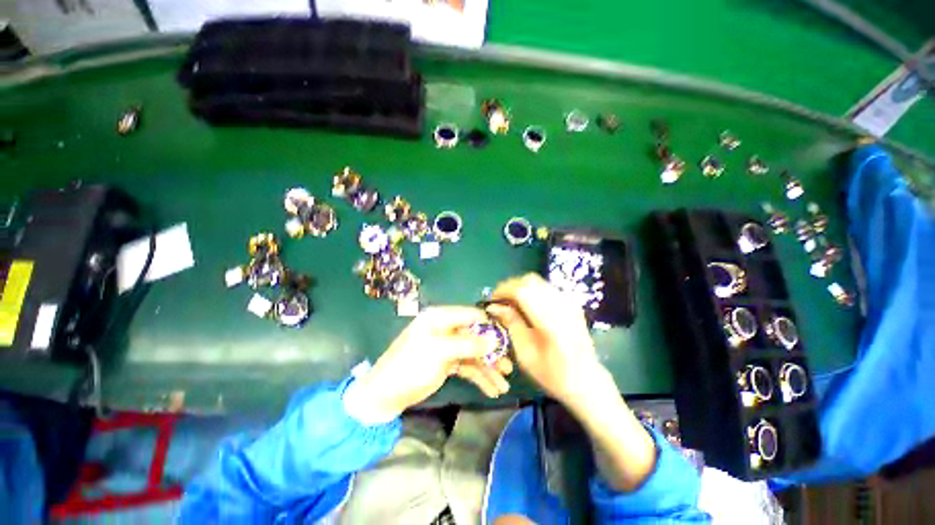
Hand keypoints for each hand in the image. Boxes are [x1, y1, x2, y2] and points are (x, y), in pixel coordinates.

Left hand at [344, 306, 513, 423]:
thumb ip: (468, 344)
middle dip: (492, 353)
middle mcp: (446, 328)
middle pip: (475, 337)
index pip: (471, 315)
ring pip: (474, 354)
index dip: (490, 325)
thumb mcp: (439, 352)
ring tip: (504, 386)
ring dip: (488, 369)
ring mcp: (448, 346)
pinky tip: (492, 389)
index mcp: (440, 317)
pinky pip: (468, 367)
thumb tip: (495, 339)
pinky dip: (479, 377)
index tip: (507, 338)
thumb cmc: (410, 365)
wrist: (385, 395)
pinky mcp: (448, 363)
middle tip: (509, 367)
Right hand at [486, 273, 602, 406]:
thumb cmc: (552, 374)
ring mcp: (569, 302)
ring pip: (537, 281)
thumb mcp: (525, 353)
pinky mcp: (570, 302)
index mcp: (551, 323)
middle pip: (530, 281)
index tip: (492, 301)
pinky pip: (545, 287)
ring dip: (520, 287)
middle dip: (510, 286)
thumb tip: (494, 306)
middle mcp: (562, 306)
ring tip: (510, 302)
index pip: (523, 291)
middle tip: (499, 302)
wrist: (586, 380)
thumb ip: (511, 324)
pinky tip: (526, 305)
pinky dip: (531, 290)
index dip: (503, 291)